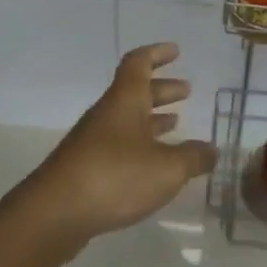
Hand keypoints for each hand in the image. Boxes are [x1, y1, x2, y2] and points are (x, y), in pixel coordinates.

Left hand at [24, 43, 216, 255]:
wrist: (54, 214)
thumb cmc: (115, 177)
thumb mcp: (167, 168)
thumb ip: (193, 158)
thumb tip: (212, 150)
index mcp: (125, 101)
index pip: (139, 63)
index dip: (157, 54)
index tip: (176, 52)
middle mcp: (107, 114)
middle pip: (135, 91)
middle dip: (162, 89)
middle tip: (186, 91)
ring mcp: (93, 141)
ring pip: (127, 119)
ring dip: (152, 117)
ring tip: (176, 124)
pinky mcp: (87, 168)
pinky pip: (119, 144)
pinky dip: (140, 144)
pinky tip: (154, 164)